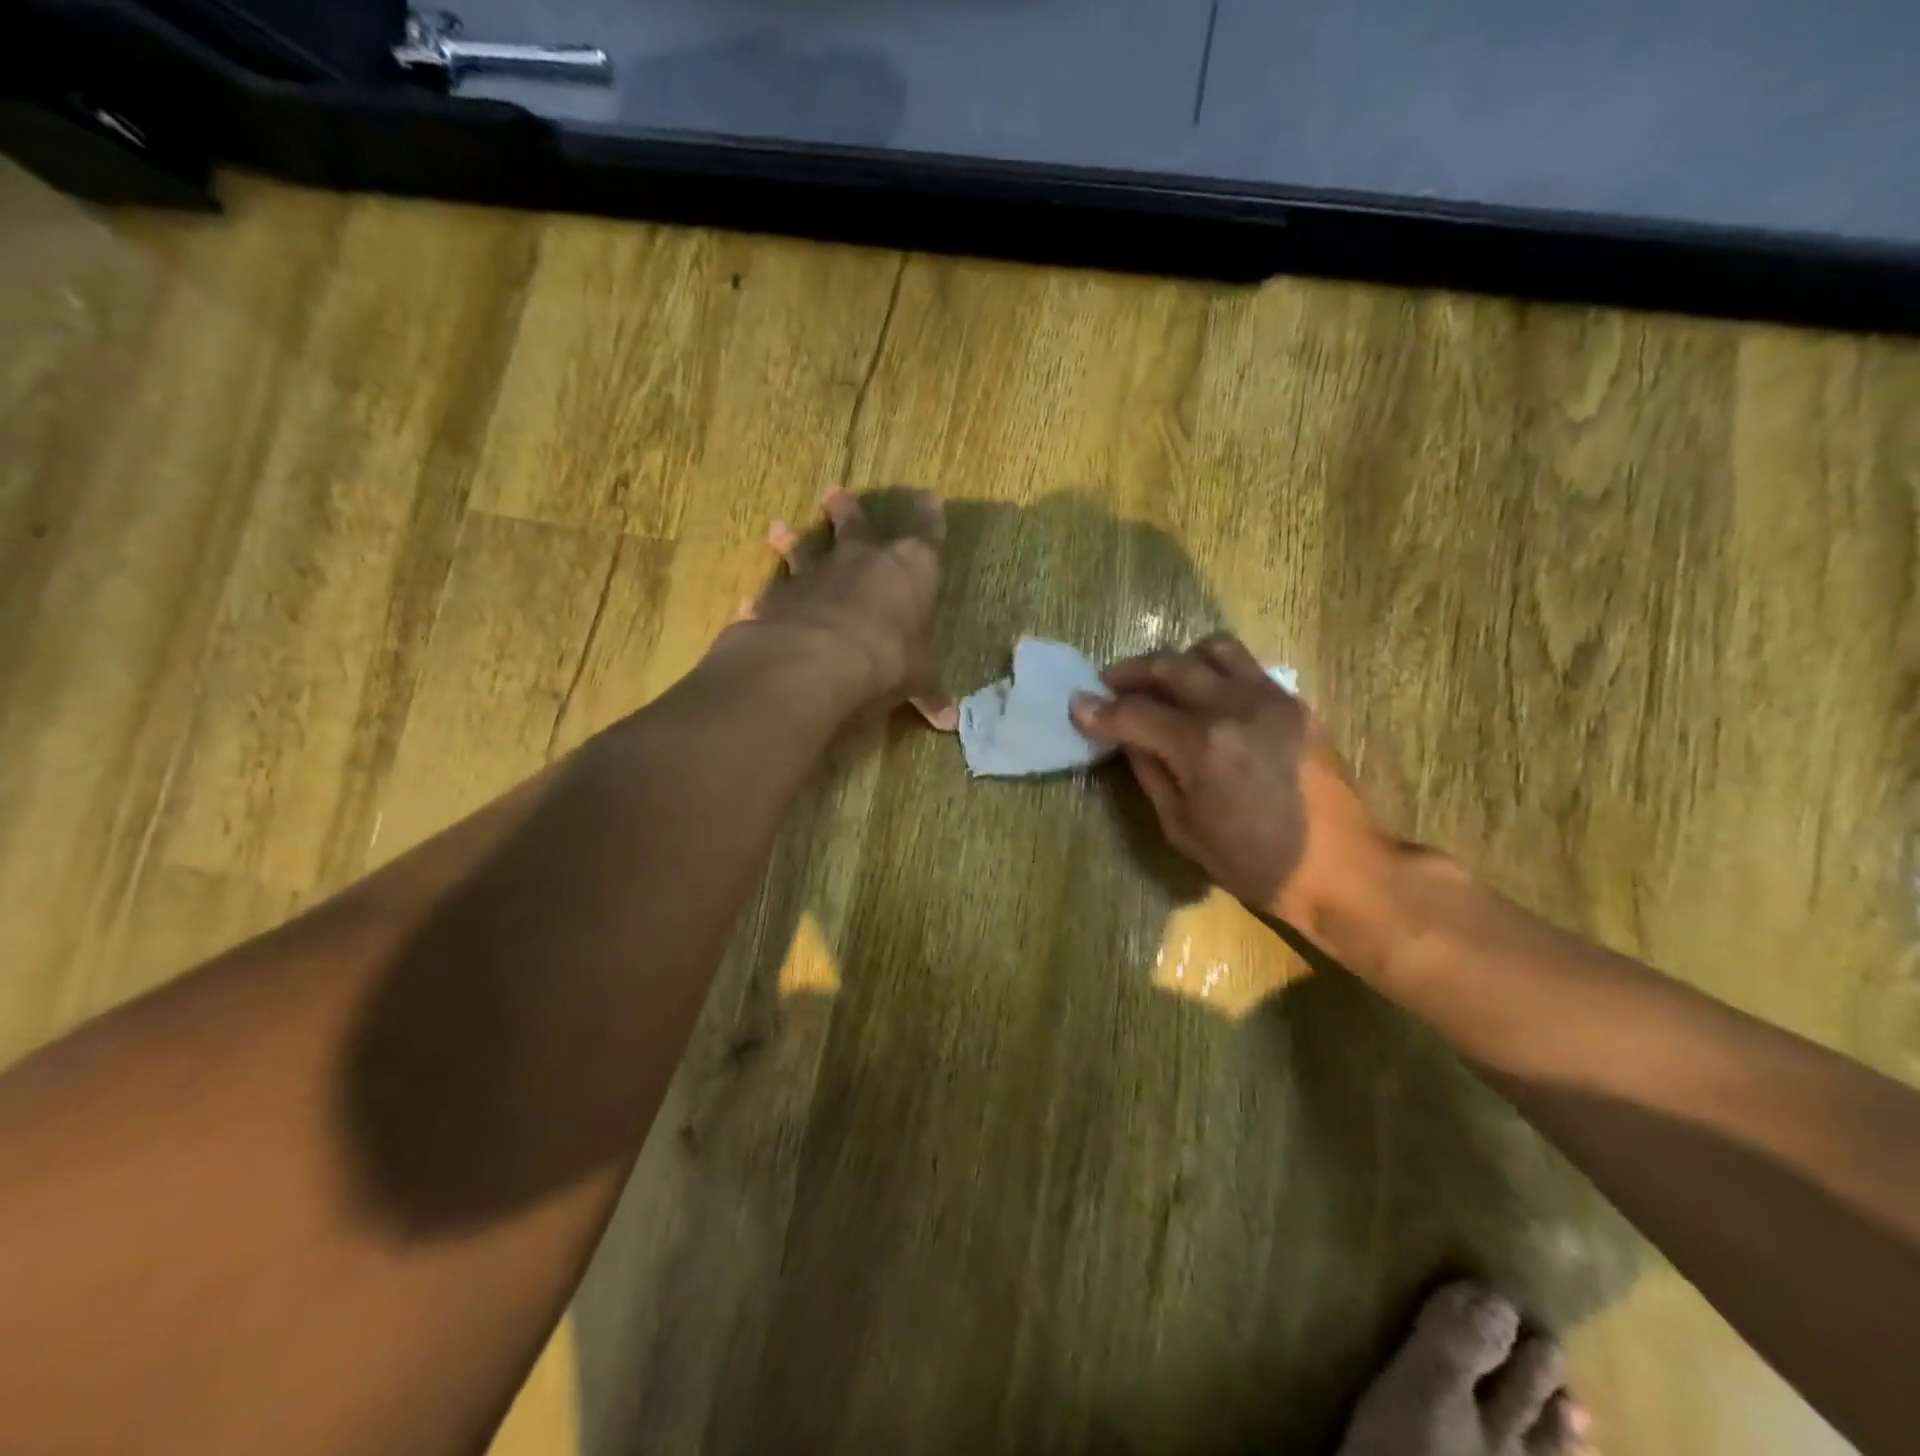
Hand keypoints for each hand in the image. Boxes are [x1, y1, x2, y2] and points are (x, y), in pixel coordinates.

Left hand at [745, 487, 956, 728]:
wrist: (818, 661)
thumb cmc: (888, 658)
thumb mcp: (918, 678)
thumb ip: (929, 693)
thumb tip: (951, 722)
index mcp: (909, 570)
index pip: (926, 534)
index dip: (929, 514)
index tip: (928, 495)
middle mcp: (862, 560)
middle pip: (856, 525)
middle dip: (849, 510)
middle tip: (836, 492)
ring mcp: (816, 575)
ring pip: (804, 549)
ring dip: (792, 540)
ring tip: (778, 527)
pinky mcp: (779, 597)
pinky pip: (770, 595)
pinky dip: (763, 599)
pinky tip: (747, 602)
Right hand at [1070, 636, 1389, 940]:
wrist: (1343, 868)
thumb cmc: (1255, 863)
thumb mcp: (1184, 829)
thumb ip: (1151, 773)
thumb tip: (1128, 739)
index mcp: (1202, 746)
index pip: (1135, 713)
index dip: (1099, 710)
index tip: (1077, 705)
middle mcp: (1235, 707)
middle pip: (1170, 666)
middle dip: (1130, 672)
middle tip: (1109, 684)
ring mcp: (1271, 699)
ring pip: (1213, 649)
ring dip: (1177, 660)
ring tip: (1161, 681)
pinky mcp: (1295, 703)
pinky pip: (1247, 667)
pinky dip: (1215, 671)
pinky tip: (1206, 696)